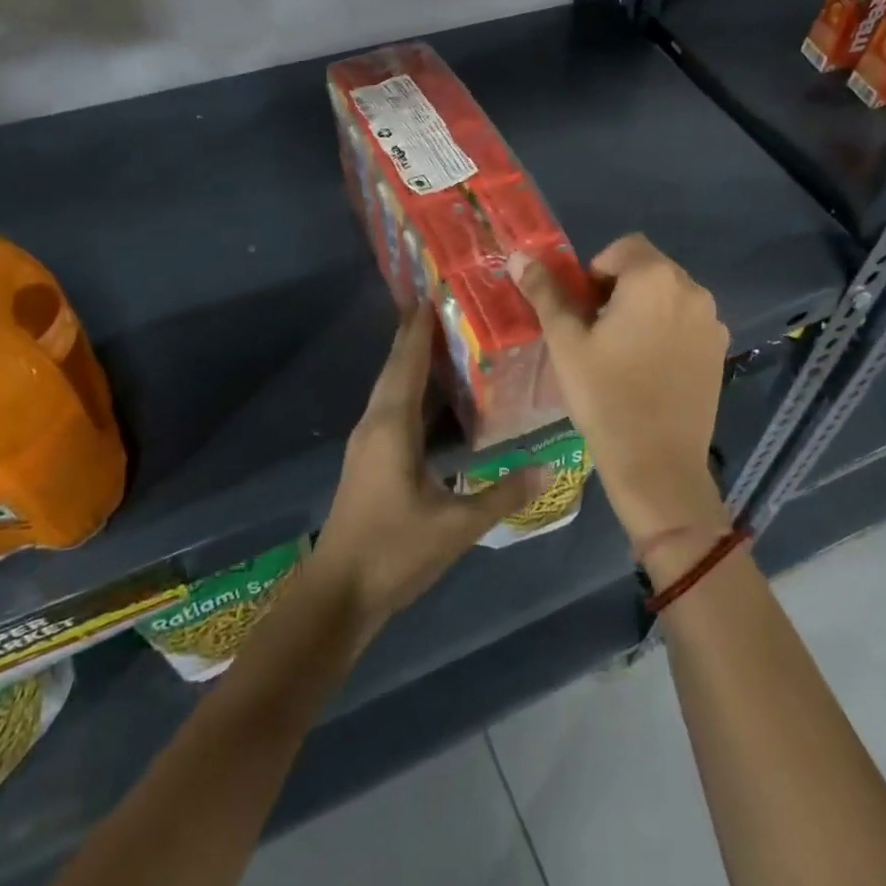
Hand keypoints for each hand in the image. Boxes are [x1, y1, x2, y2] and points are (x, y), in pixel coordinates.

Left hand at [310, 310, 546, 631]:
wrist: (338, 593)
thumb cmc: (394, 551)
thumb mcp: (456, 525)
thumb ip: (503, 494)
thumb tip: (548, 465)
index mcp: (391, 426)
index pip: (408, 362)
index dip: (420, 327)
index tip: (433, 291)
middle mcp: (374, 423)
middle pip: (396, 368)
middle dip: (416, 335)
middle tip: (445, 305)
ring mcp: (367, 442)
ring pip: (391, 388)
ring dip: (412, 361)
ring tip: (444, 339)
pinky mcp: (369, 460)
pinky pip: (391, 408)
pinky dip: (411, 390)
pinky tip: (433, 396)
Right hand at [510, 235, 730, 557]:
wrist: (657, 465)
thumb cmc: (605, 396)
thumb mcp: (566, 342)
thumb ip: (545, 292)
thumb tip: (520, 257)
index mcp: (653, 278)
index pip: (623, 247)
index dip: (596, 270)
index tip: (584, 310)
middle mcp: (691, 289)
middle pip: (649, 268)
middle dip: (620, 288)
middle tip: (598, 332)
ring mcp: (711, 321)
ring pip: (669, 296)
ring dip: (644, 308)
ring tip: (623, 353)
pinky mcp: (720, 350)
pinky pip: (687, 322)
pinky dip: (667, 330)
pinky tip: (651, 370)